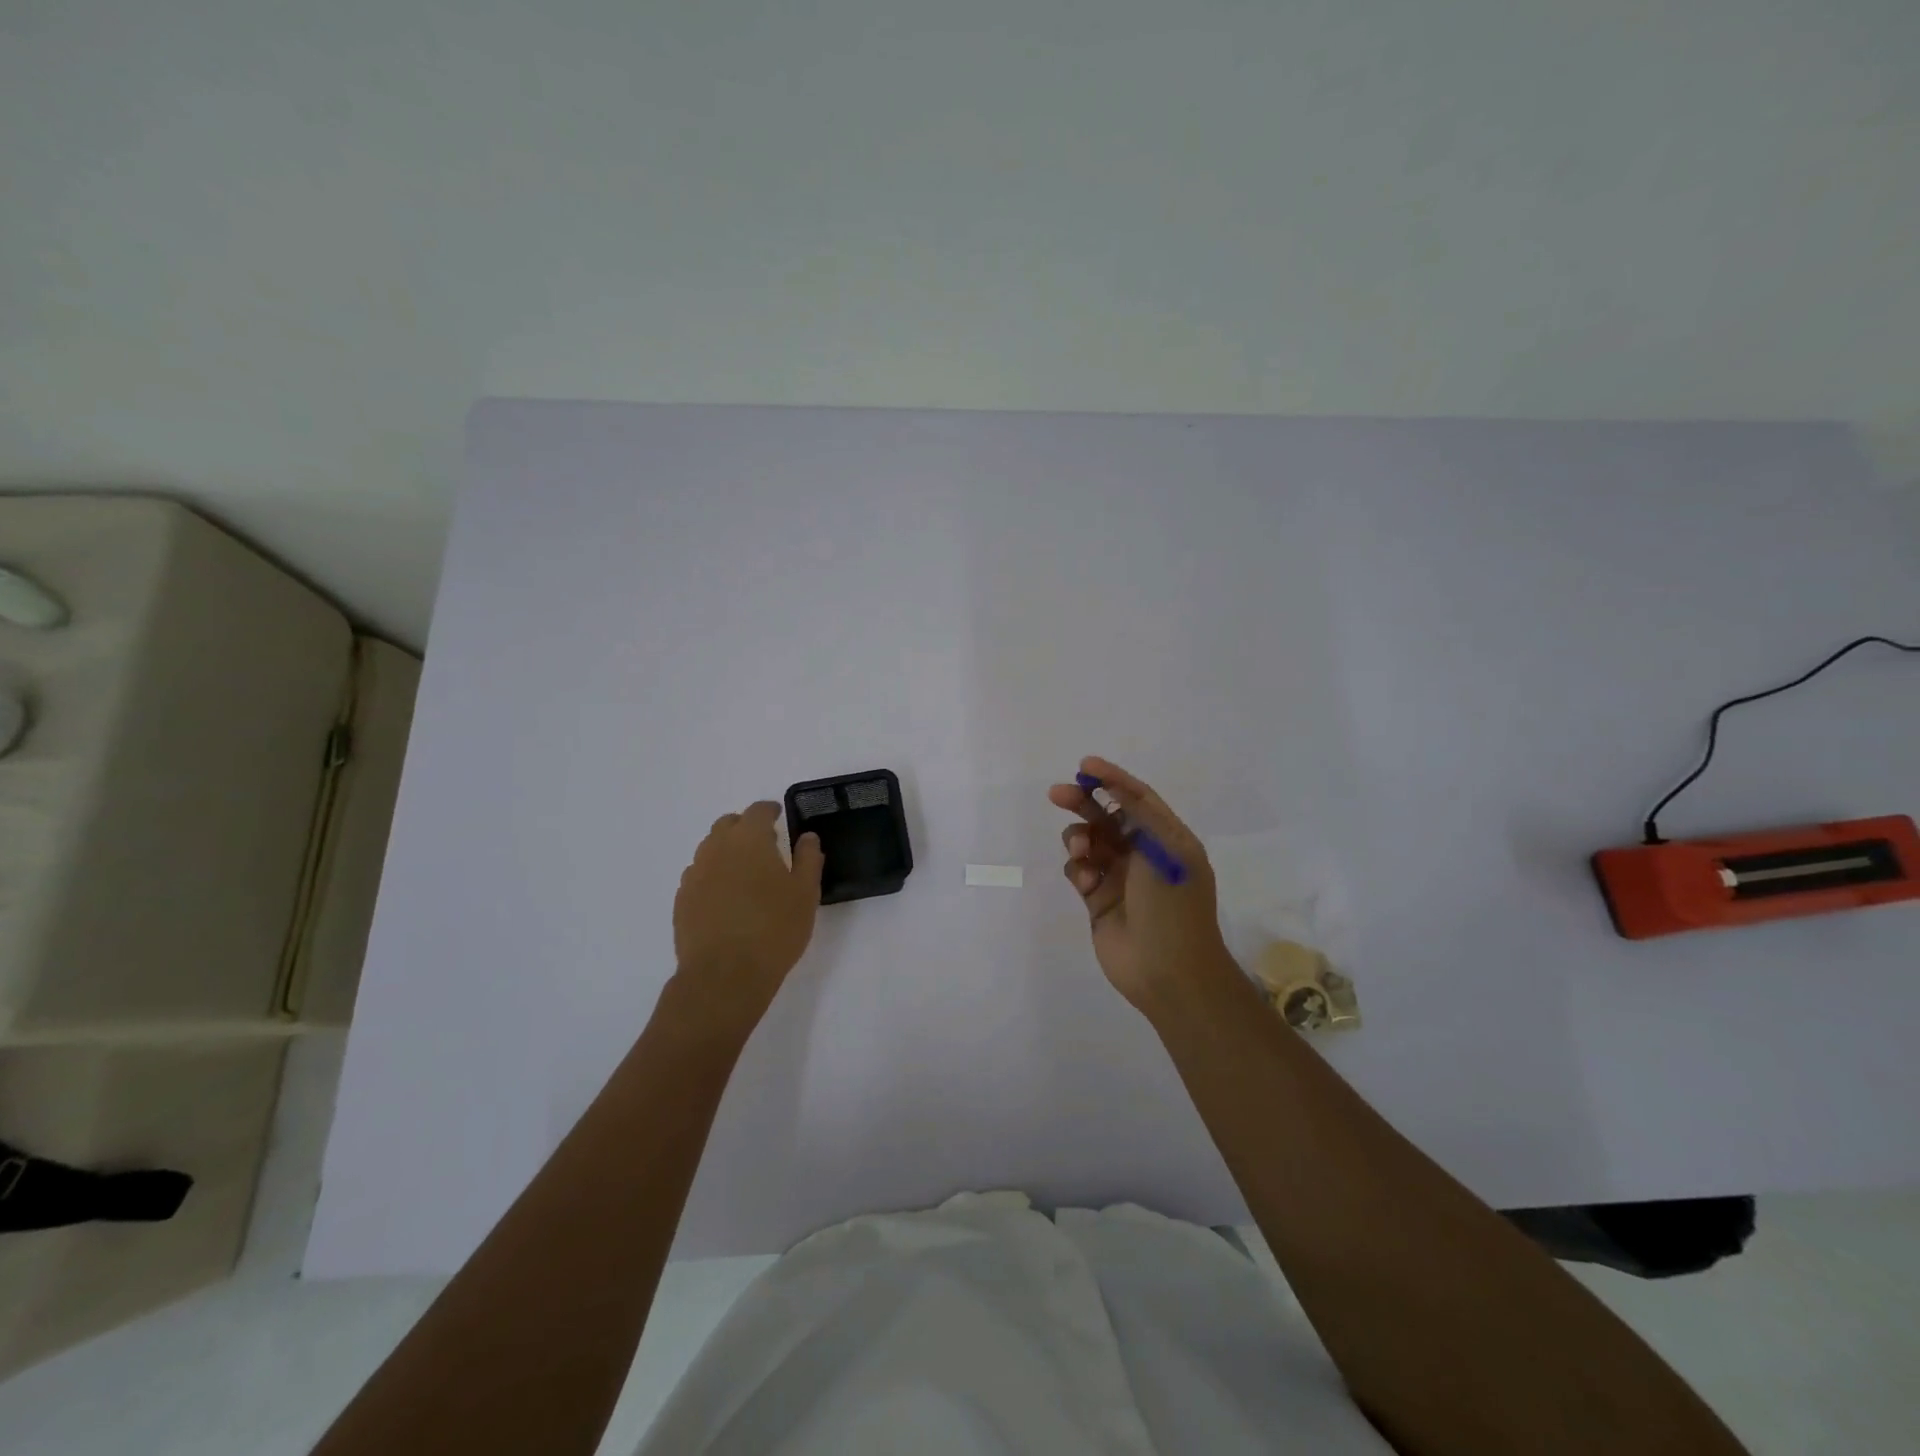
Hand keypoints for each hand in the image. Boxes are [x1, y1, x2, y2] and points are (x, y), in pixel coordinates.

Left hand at [671, 801, 824, 1035]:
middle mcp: (716, 849)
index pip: (757, 811)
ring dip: (727, 850)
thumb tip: (807, 837)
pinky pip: (698, 875)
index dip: (769, 810)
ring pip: (710, 849)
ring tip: (745, 871)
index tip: (778, 815)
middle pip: (727, 825)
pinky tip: (726, 896)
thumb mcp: (805, 893)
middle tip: (763, 842)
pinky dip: (713, 875)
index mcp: (749, 840)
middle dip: (745, 826)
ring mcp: (694, 874)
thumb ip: (808, 859)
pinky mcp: (682, 901)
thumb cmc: (774, 929)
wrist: (724, 975)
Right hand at [1048, 757, 1236, 1013]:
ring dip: (1079, 839)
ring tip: (1080, 851)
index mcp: (1167, 839)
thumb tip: (1114, 786)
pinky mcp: (1098, 900)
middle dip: (1084, 803)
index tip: (1085, 765)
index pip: (1138, 798)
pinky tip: (1087, 883)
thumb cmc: (1172, 905)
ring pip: (1089, 843)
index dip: (1113, 778)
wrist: (1168, 971)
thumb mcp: (1164, 850)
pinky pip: (1080, 872)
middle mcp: (1143, 854)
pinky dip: (1078, 870)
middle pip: (1107, 816)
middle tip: (1057, 793)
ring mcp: (1120, 877)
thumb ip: (1137, 814)